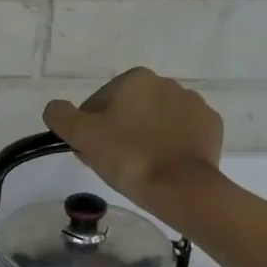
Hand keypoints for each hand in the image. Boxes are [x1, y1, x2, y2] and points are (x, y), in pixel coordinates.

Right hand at [44, 68, 224, 221]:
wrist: (180, 186)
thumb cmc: (127, 157)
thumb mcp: (81, 136)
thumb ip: (61, 115)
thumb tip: (55, 108)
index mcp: (135, 79)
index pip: (98, 103)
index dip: (89, 128)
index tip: (90, 151)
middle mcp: (167, 83)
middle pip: (128, 110)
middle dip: (117, 131)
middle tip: (111, 161)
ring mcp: (193, 104)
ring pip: (155, 121)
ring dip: (143, 137)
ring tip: (138, 166)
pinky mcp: (210, 126)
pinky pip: (180, 133)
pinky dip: (169, 145)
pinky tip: (162, 164)